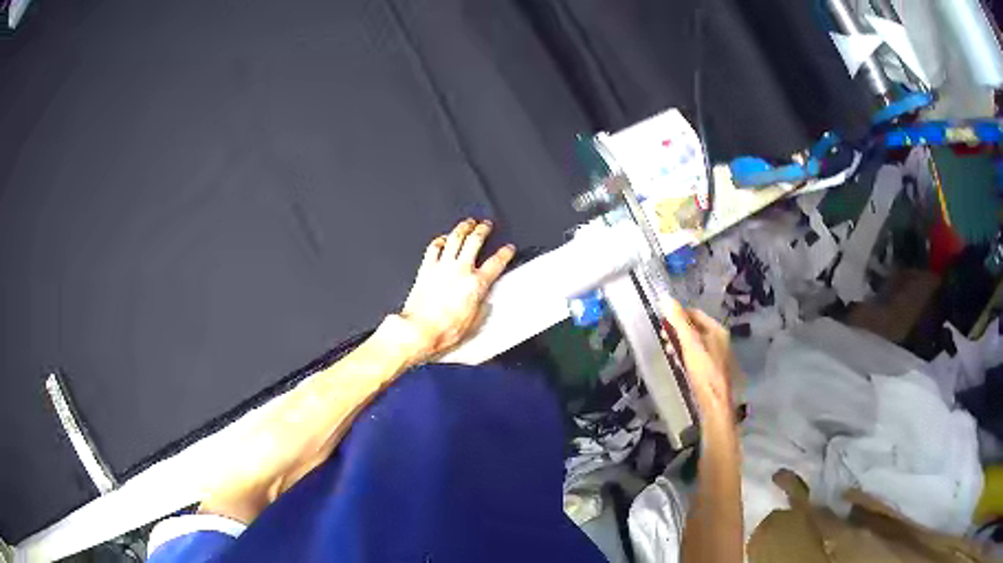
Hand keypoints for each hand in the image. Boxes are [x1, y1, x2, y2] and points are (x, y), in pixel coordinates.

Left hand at [397, 219, 514, 361]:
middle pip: (475, 241)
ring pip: (455, 238)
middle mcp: (460, 271)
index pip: (496, 262)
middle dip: (483, 230)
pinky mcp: (426, 269)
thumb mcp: (473, 324)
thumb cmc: (444, 330)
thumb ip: (482, 309)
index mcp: (476, 285)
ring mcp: (442, 267)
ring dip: (463, 228)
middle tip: (486, 225)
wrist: (420, 330)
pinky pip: (433, 248)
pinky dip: (440, 241)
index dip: (505, 253)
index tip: (508, 248)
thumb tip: (484, 304)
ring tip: (467, 223)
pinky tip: (442, 239)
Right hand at [661, 299, 738, 423]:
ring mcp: (717, 355)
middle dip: (677, 330)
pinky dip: (685, 356)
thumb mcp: (690, 344)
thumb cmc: (703, 371)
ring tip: (668, 352)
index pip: (694, 313)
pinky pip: (696, 356)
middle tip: (662, 338)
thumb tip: (666, 299)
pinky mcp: (712, 370)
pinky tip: (678, 364)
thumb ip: (679, 322)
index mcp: (716, 330)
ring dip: (680, 344)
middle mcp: (719, 339)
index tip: (662, 322)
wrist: (715, 403)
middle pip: (695, 328)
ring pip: (695, 343)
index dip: (677, 315)